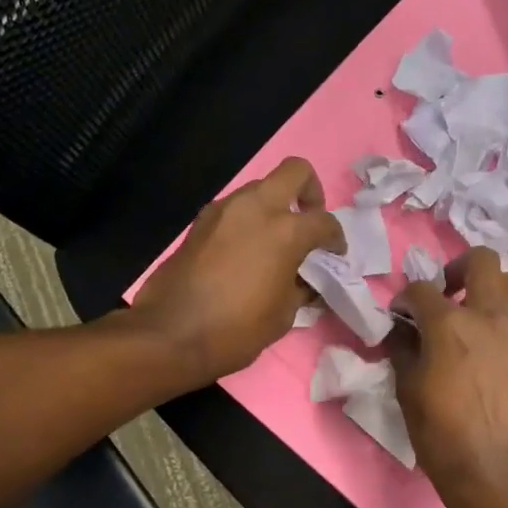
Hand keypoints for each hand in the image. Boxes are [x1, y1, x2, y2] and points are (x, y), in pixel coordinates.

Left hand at [129, 157, 345, 385]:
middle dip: (310, 191)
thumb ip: (300, 288)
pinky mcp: (200, 222)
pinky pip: (235, 209)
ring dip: (274, 206)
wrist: (171, 335)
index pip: (324, 221)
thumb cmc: (237, 330)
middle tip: (309, 220)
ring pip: (260, 188)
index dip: (336, 238)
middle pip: (294, 171)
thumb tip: (306, 281)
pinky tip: (247, 252)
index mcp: (285, 231)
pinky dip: (248, 221)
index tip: (335, 254)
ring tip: (275, 242)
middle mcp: (256, 208)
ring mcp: (223, 210)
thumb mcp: (284, 315)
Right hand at [392, 248, 507, 500]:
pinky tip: (492, 350)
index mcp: (451, 324)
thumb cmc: (441, 433)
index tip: (401, 314)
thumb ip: (403, 348)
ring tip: (475, 314)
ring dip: (490, 289)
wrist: (494, 469)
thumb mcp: (408, 389)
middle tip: (447, 293)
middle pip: (482, 261)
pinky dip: (504, 322)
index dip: (405, 298)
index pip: (422, 289)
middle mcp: (491, 317)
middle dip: (458, 269)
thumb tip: (403, 330)